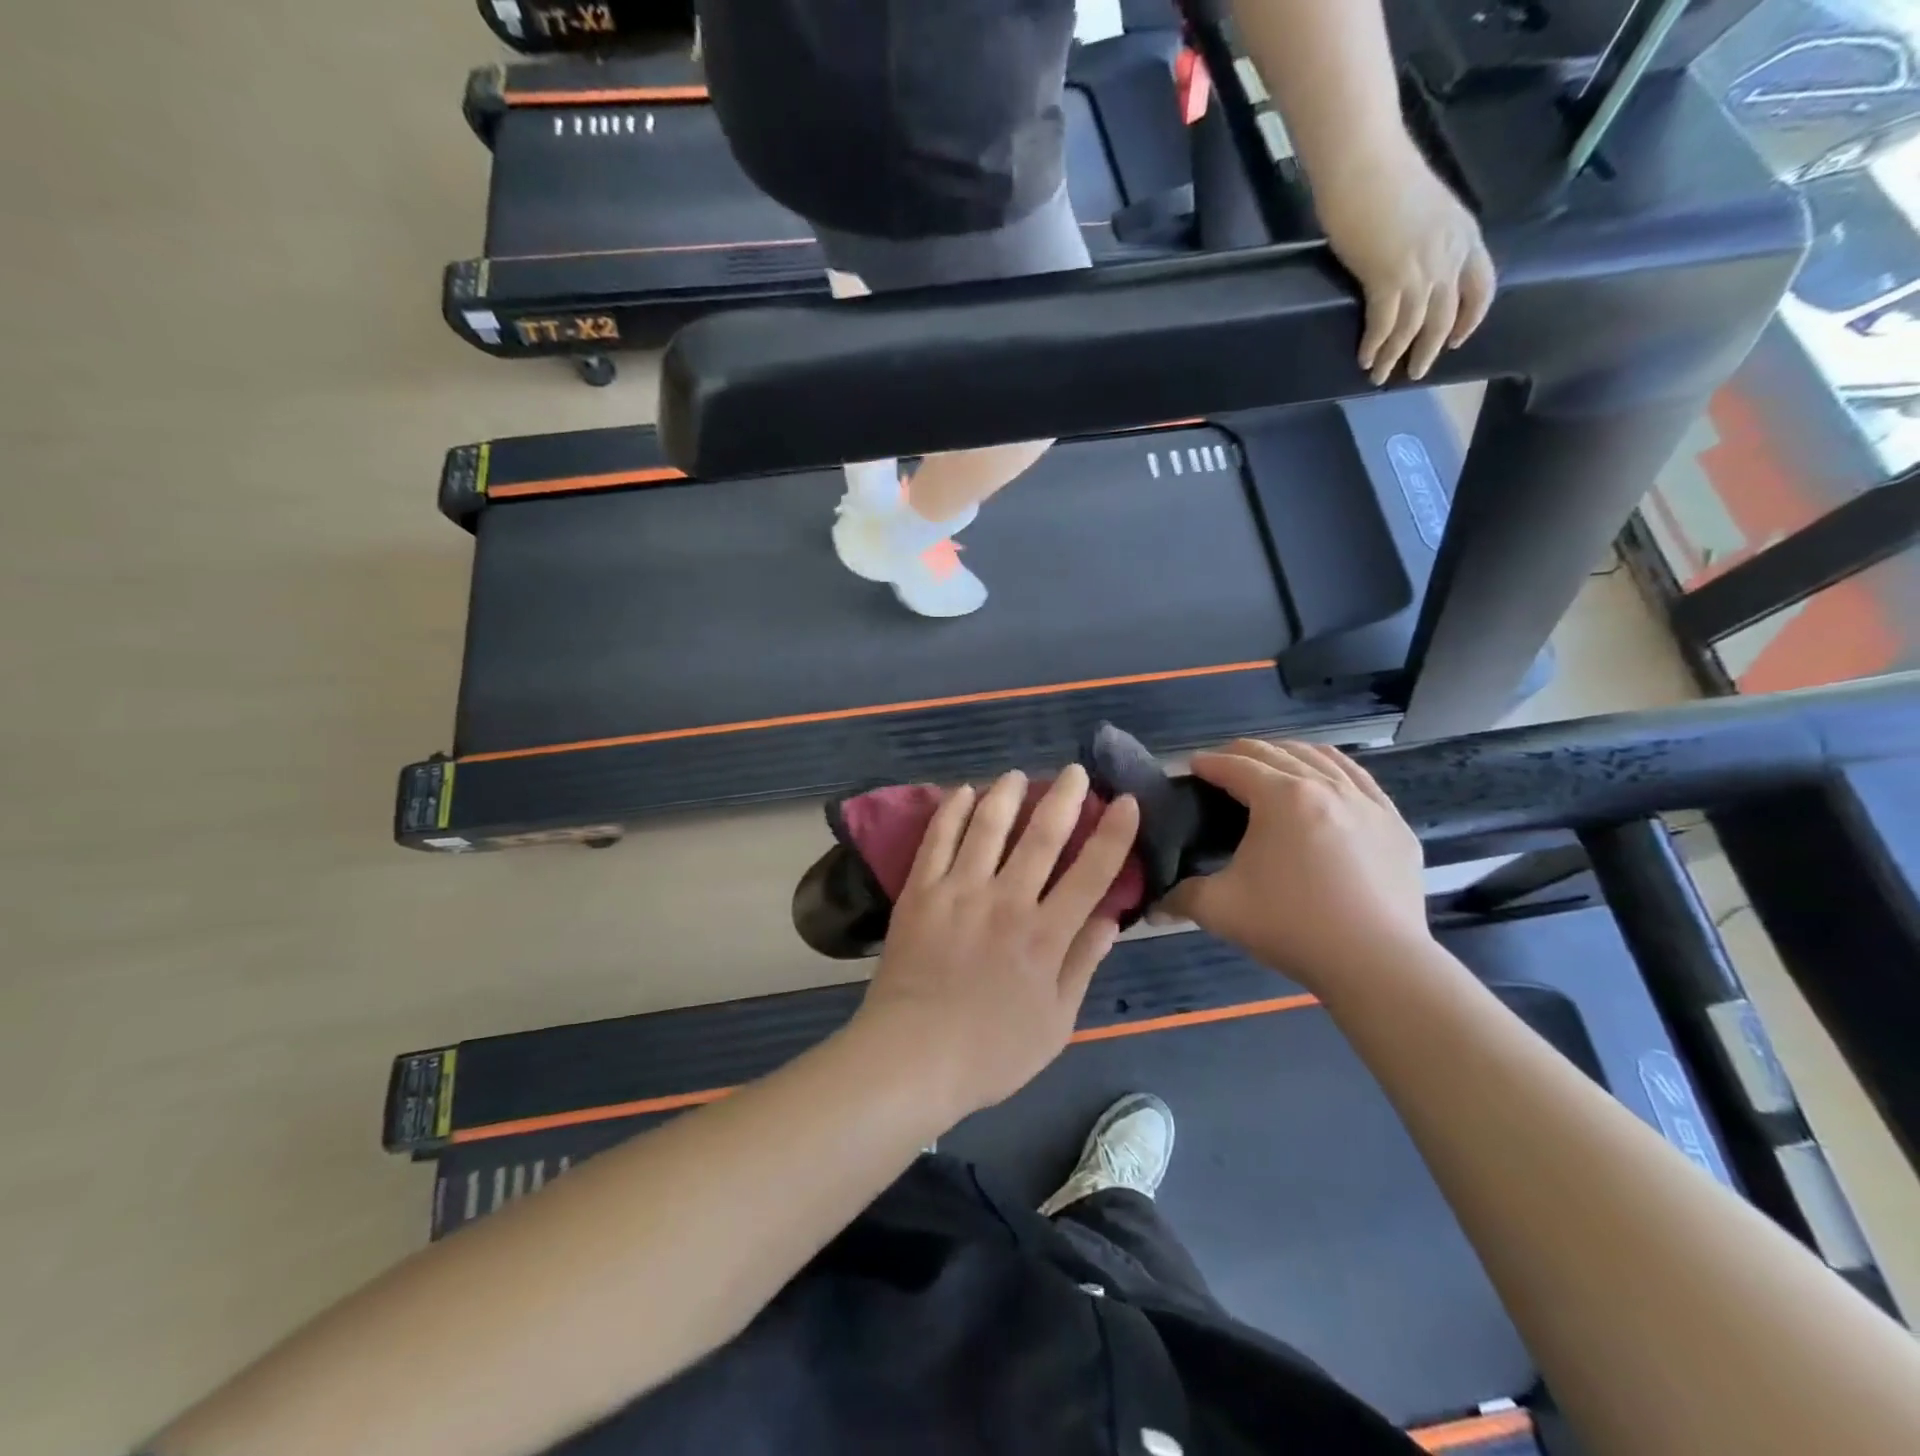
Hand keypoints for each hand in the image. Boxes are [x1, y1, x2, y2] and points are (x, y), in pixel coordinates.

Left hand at [855, 766, 1140, 1120]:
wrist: (912, 1058)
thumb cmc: (991, 1052)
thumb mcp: (1056, 1022)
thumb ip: (1083, 964)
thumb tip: (1111, 918)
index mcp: (1046, 935)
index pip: (1091, 872)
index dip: (1114, 833)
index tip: (1127, 801)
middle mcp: (1007, 901)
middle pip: (1042, 836)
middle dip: (1064, 798)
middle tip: (1075, 771)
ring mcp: (960, 891)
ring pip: (988, 826)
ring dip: (1006, 794)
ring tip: (1017, 775)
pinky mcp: (920, 892)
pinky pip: (937, 839)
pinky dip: (951, 811)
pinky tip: (962, 792)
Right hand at [1163, 740, 1431, 991]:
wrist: (1377, 963)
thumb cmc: (1292, 926)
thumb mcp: (1220, 909)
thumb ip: (1181, 897)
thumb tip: (1155, 904)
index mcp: (1281, 797)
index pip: (1235, 765)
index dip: (1207, 763)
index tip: (1190, 768)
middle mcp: (1325, 786)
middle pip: (1277, 752)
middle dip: (1242, 753)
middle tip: (1221, 767)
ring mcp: (1367, 802)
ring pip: (1322, 756)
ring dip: (1288, 754)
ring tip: (1272, 766)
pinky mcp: (1395, 824)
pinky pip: (1360, 779)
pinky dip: (1333, 770)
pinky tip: (1327, 783)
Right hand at [1314, 133, 1495, 384]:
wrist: (1365, 164)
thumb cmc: (1387, 178)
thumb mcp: (1425, 211)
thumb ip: (1429, 241)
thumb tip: (1413, 269)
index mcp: (1464, 236)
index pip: (1481, 288)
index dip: (1470, 319)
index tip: (1456, 340)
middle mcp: (1448, 256)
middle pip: (1444, 316)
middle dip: (1429, 350)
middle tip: (1414, 372)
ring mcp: (1419, 269)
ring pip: (1413, 328)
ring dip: (1396, 355)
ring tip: (1380, 375)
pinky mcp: (1386, 278)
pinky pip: (1385, 324)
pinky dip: (1376, 345)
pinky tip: (1366, 358)